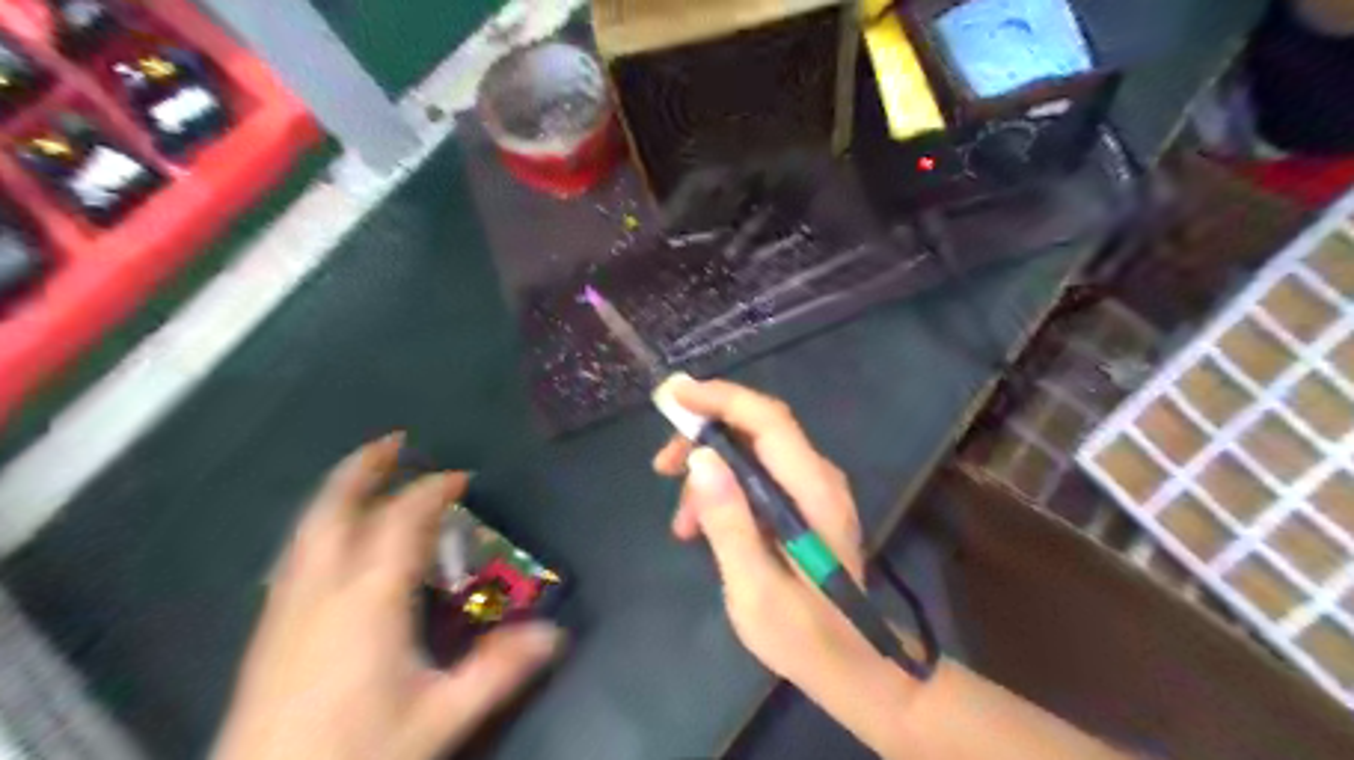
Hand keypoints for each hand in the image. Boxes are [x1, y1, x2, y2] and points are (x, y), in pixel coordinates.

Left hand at [214, 432, 559, 759]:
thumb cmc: (357, 751)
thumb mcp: (440, 716)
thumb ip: (499, 671)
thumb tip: (555, 634)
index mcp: (369, 600)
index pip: (402, 523)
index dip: (431, 491)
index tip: (460, 478)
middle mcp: (323, 589)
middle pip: (335, 509)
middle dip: (365, 468)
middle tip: (394, 441)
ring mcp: (288, 606)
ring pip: (308, 529)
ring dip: (338, 491)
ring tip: (364, 472)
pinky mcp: (270, 628)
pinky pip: (296, 554)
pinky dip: (319, 526)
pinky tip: (332, 539)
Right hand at [655, 377, 885, 689]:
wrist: (849, 666)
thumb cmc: (803, 635)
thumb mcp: (755, 588)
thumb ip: (730, 523)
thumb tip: (701, 459)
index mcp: (813, 492)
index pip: (768, 420)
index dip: (720, 399)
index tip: (673, 396)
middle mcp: (818, 478)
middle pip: (756, 429)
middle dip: (704, 437)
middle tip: (661, 465)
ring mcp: (812, 489)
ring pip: (751, 453)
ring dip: (709, 473)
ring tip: (681, 524)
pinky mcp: (802, 504)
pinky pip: (756, 476)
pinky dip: (723, 490)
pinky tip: (700, 527)